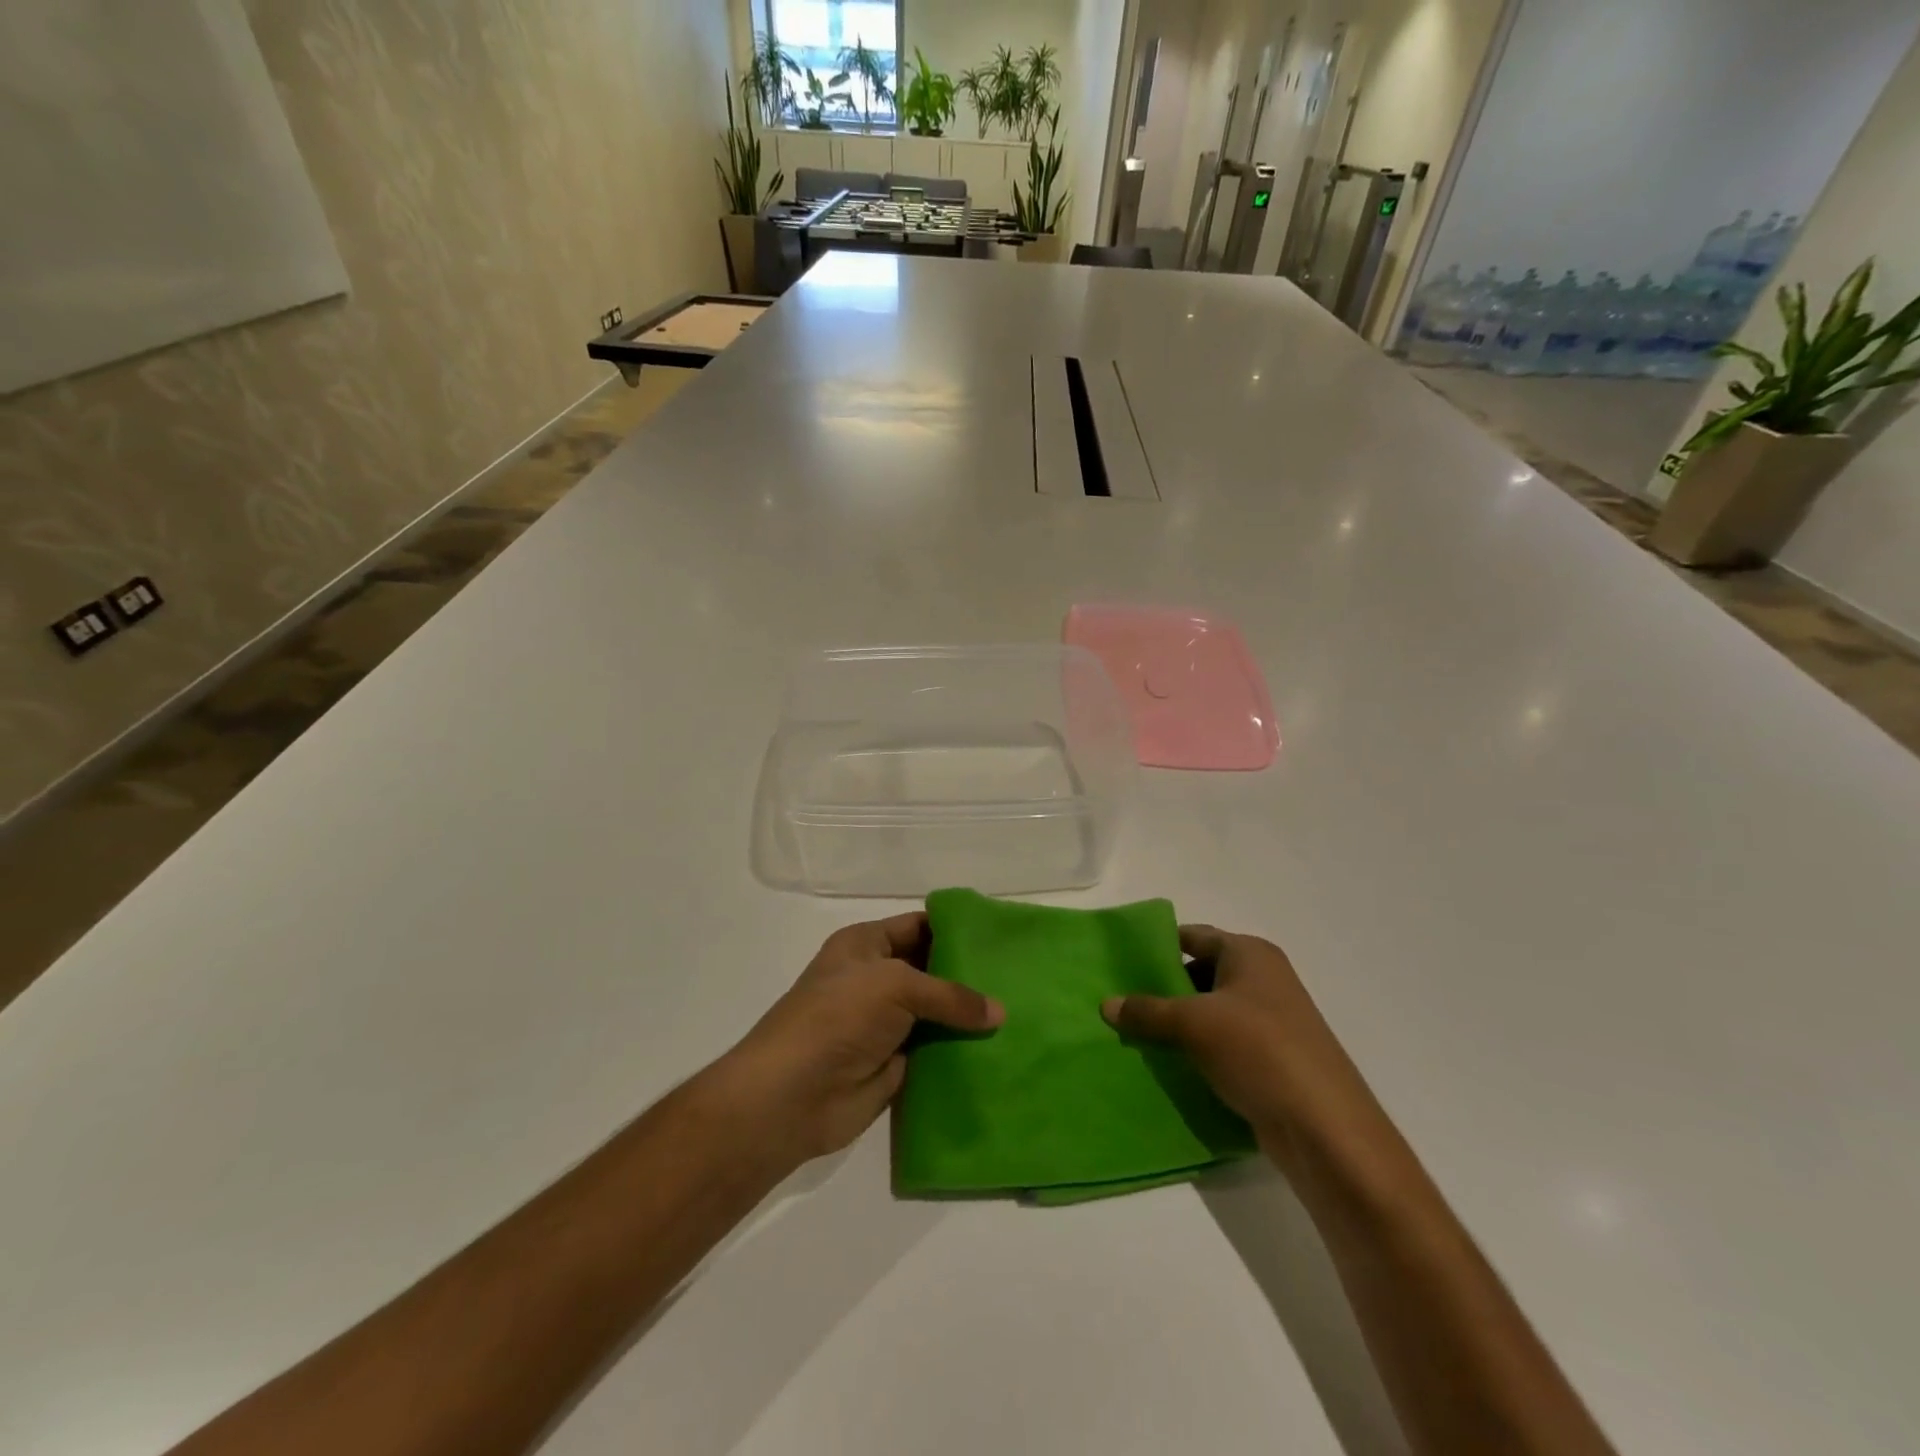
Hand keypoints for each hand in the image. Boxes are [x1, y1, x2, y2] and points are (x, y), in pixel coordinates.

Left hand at [708, 913, 1003, 1169]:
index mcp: (865, 945)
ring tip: (1021, 1013)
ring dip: (968, 1018)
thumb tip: (1000, 1012)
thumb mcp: (895, 986)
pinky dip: (960, 1053)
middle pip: (931, 971)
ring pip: (936, 1015)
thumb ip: (949, 995)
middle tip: (1019, 978)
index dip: (955, 928)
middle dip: (969, 975)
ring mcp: (885, 1024)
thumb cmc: (838, 1017)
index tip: (999, 936)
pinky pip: (935, 1053)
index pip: (918, 926)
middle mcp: (875, 980)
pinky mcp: (894, 1065)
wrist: (791, 1096)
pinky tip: (1001, 1051)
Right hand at [1101, 926, 1380, 1167]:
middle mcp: (1264, 979)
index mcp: (1250, 954)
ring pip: (1211, 1012)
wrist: (1325, 1128)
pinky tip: (1168, 1065)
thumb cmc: (1259, 1051)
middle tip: (1121, 1001)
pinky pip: (1225, 1044)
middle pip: (1202, 973)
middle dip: (1163, 988)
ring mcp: (1272, 1021)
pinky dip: (1198, 1051)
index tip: (1122, 961)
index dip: (1159, 946)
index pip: (1194, 936)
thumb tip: (1106, 1004)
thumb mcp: (1193, 1024)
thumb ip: (1147, 1011)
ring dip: (1179, 1024)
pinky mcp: (1273, 1060)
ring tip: (1135, 1034)